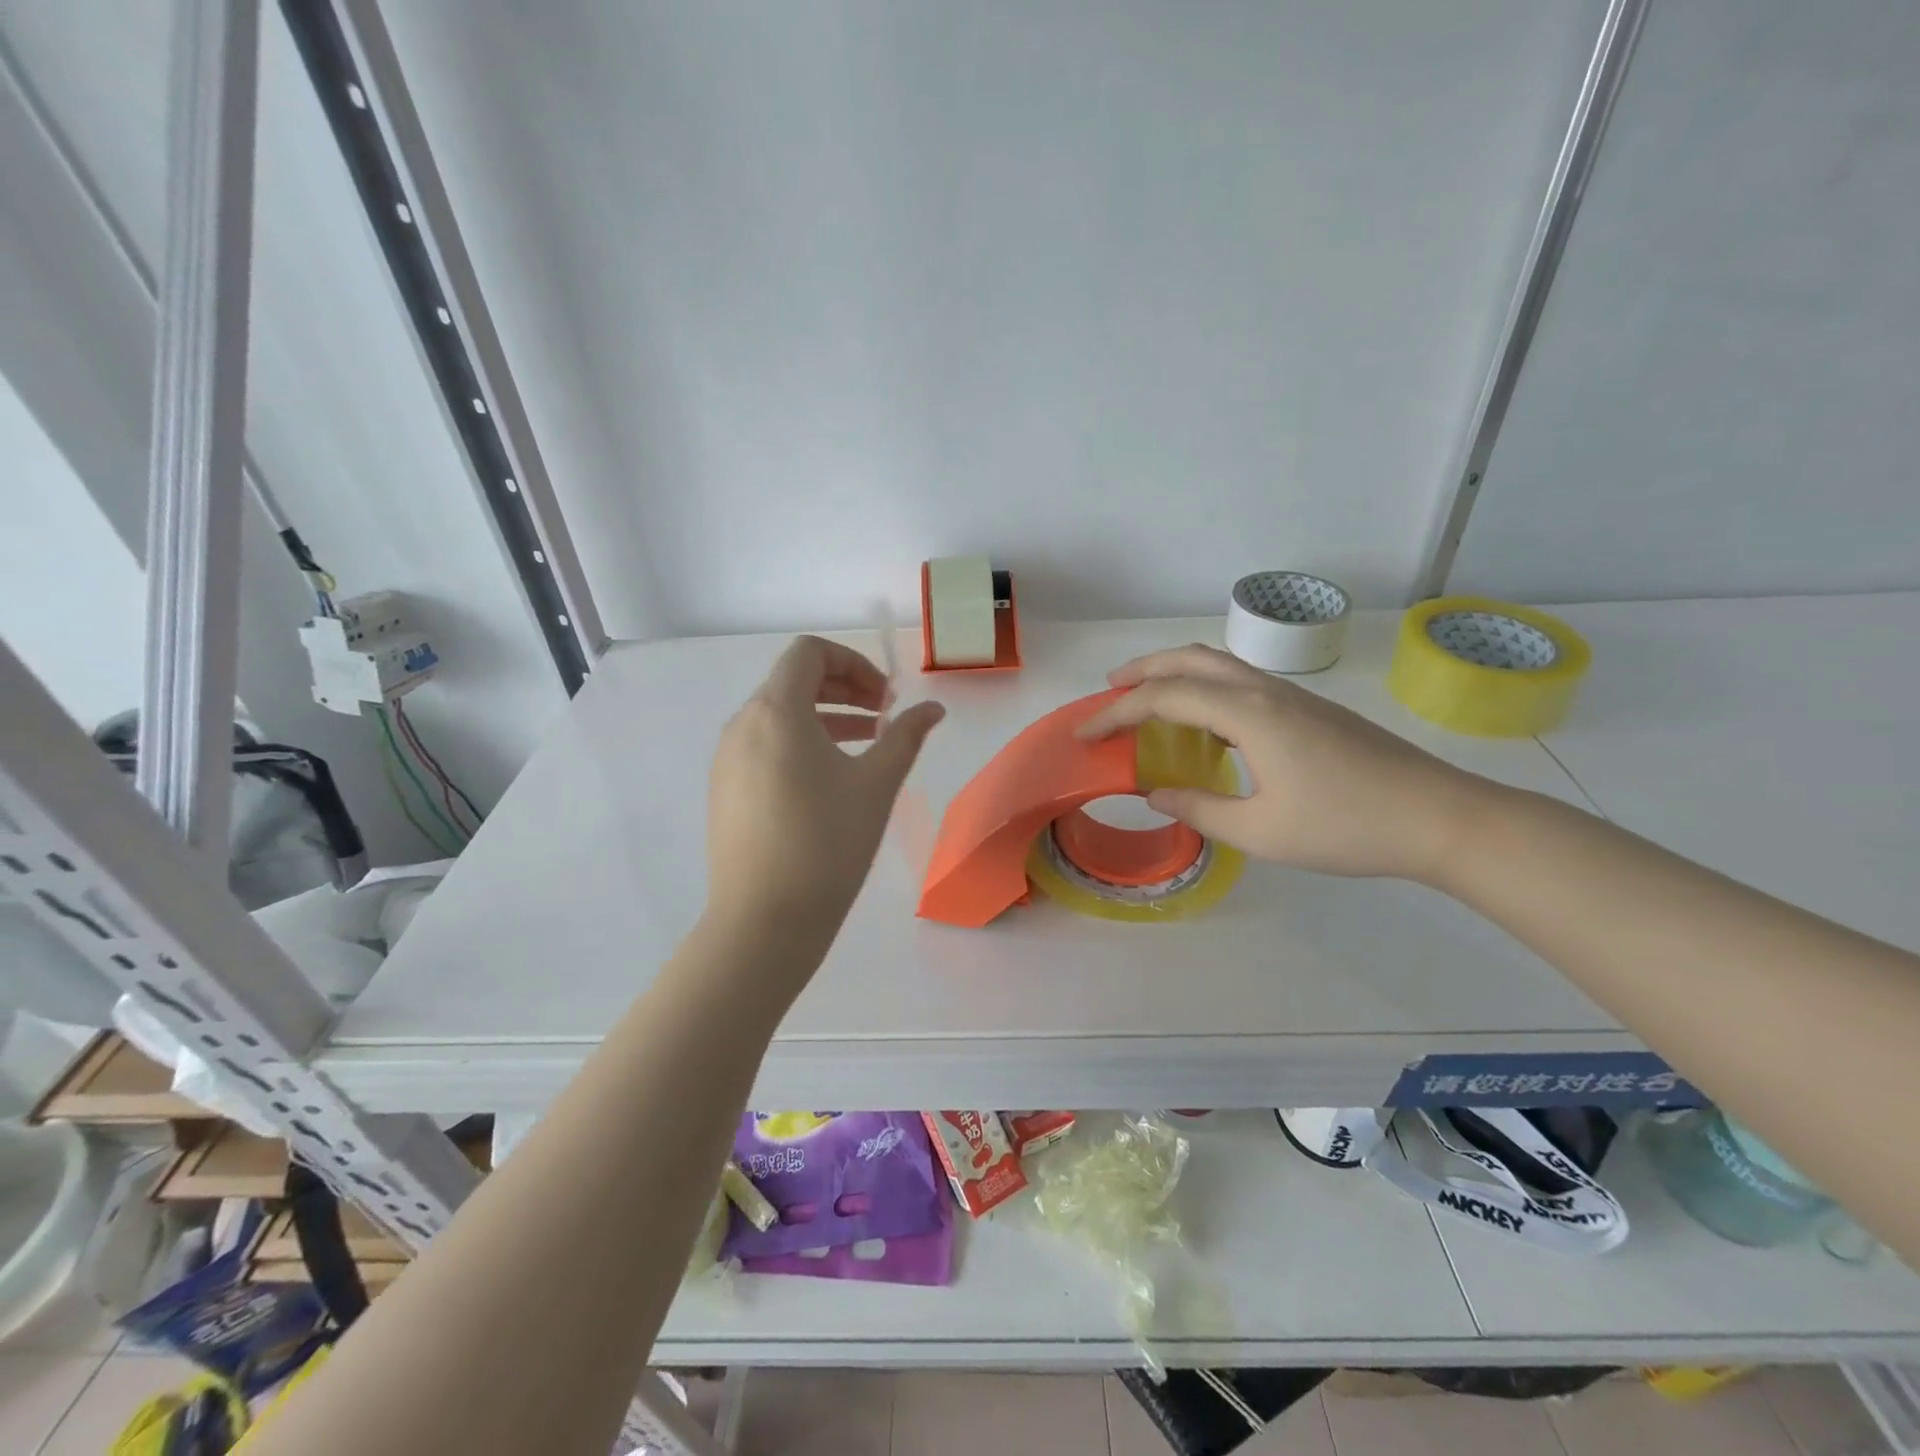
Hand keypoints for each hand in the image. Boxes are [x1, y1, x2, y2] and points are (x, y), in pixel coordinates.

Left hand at [706, 635, 944, 937]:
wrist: (764, 921)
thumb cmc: (827, 843)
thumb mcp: (876, 785)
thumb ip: (905, 736)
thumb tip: (933, 708)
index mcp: (777, 711)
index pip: (809, 653)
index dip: (853, 662)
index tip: (885, 698)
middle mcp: (743, 725)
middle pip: (792, 681)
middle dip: (843, 687)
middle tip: (882, 716)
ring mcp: (727, 760)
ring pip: (778, 716)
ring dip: (824, 717)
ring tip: (865, 745)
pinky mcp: (725, 791)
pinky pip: (764, 746)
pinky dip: (800, 744)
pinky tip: (829, 781)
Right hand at [1077, 644, 1484, 881]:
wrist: (1441, 817)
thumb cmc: (1347, 827)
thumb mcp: (1261, 832)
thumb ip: (1199, 809)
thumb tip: (1154, 792)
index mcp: (1248, 714)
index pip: (1164, 697)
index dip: (1117, 712)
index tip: (1084, 733)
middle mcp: (1265, 691)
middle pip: (1190, 658)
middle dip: (1142, 669)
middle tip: (1109, 691)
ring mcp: (1291, 696)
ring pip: (1219, 664)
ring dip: (1175, 672)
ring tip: (1146, 699)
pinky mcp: (1309, 709)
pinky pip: (1240, 682)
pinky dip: (1204, 687)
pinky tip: (1203, 724)